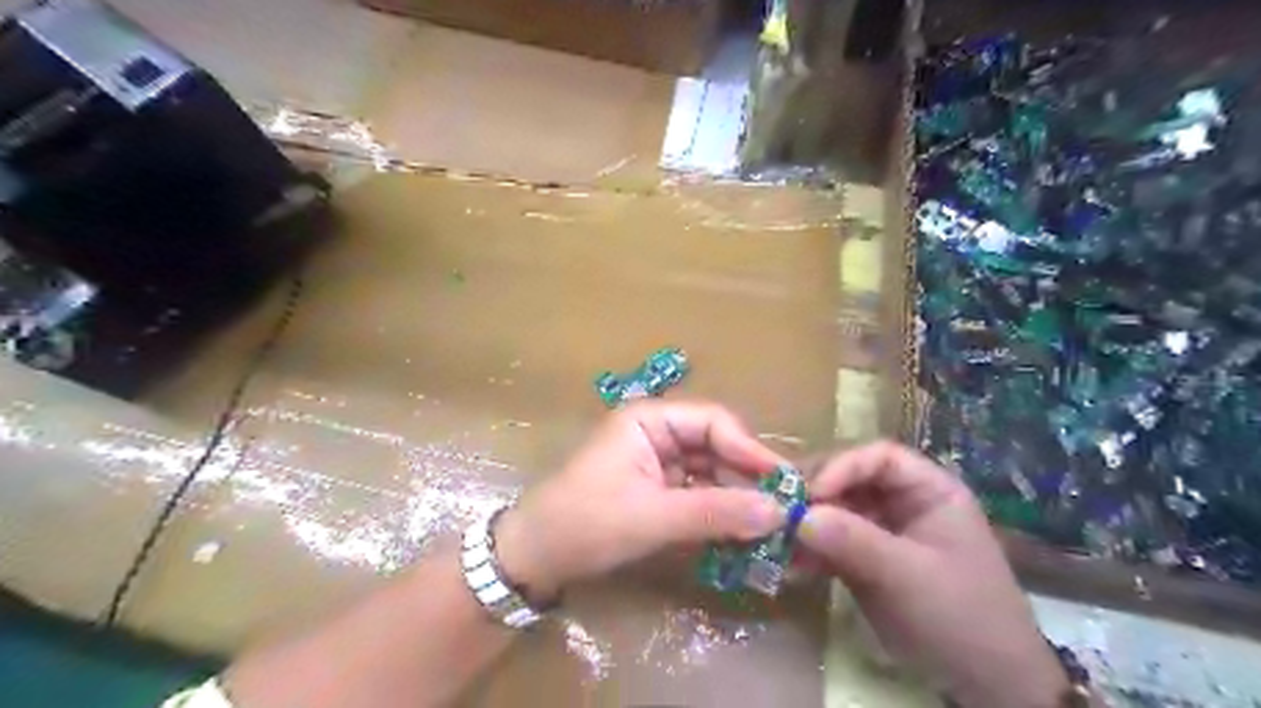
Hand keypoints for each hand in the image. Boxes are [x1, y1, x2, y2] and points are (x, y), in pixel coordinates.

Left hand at [494, 401, 785, 598]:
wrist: (534, 556)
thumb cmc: (586, 523)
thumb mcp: (653, 517)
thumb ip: (716, 512)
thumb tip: (778, 511)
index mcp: (649, 419)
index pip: (713, 422)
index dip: (750, 449)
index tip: (782, 483)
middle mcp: (656, 432)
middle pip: (715, 446)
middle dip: (746, 476)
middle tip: (783, 510)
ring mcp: (656, 461)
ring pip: (709, 471)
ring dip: (735, 496)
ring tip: (768, 525)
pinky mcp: (655, 489)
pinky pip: (697, 492)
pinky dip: (717, 510)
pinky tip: (740, 531)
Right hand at [796, 439, 1061, 704]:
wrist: (983, 685)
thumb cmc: (959, 617)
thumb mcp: (908, 576)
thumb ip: (853, 540)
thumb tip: (797, 515)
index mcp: (929, 490)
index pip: (879, 457)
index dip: (841, 467)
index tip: (808, 492)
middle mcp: (902, 502)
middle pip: (849, 479)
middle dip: (814, 493)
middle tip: (778, 508)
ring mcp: (881, 530)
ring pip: (834, 510)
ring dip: (805, 523)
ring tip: (774, 537)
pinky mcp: (865, 559)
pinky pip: (830, 543)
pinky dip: (808, 551)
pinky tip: (787, 565)